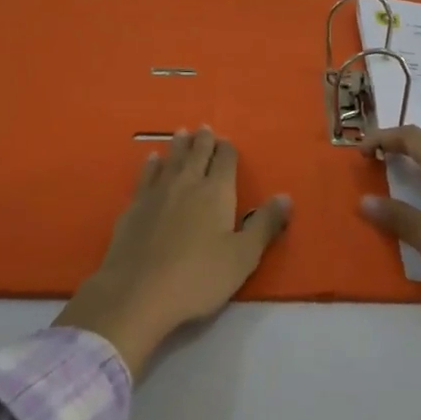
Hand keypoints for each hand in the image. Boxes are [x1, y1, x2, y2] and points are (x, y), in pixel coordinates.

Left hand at [55, 128, 291, 377]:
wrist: (138, 292)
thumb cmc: (199, 277)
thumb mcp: (243, 257)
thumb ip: (265, 225)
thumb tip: (286, 196)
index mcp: (217, 192)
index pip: (225, 160)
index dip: (228, 149)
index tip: (228, 142)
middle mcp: (188, 183)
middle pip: (197, 153)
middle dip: (204, 140)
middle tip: (205, 128)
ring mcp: (158, 192)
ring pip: (172, 159)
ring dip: (179, 145)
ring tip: (182, 133)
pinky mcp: (134, 206)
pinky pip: (146, 175)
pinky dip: (152, 164)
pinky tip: (152, 160)